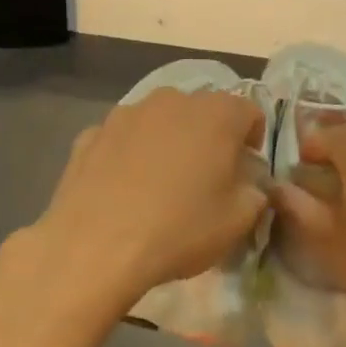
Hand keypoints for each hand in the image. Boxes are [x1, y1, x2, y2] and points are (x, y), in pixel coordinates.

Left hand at [18, 89, 267, 324]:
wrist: (95, 246)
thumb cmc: (180, 229)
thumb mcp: (238, 222)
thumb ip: (255, 195)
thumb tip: (249, 186)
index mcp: (217, 114)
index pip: (250, 112)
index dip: (253, 140)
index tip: (246, 170)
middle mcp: (172, 100)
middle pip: (202, 112)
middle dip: (209, 138)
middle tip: (206, 178)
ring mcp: (126, 113)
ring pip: (159, 121)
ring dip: (167, 142)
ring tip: (161, 184)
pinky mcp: (91, 133)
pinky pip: (123, 139)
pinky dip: (129, 155)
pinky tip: (123, 190)